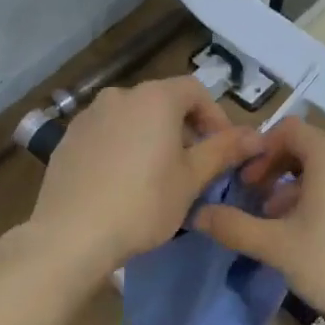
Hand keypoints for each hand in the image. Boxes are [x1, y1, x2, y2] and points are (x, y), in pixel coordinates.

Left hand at [30, 76, 265, 276]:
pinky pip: (105, 136)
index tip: (221, 151)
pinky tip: (121, 184)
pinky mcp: (67, 140)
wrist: (72, 234)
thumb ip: (224, 151)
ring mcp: (87, 116)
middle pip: (162, 103)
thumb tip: (257, 135)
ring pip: (132, 119)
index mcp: (154, 98)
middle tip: (192, 169)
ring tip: (156, 178)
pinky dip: (121, 149)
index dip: (215, 117)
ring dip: (151, 139)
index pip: (195, 90)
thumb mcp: (192, 179)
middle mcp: (119, 96)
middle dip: (183, 130)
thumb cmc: (143, 203)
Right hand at [191, 117, 324, 324]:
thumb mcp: (277, 246)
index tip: (242, 179)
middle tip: (253, 198)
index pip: (289, 129)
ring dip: (294, 187)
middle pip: (306, 148)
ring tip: (275, 221)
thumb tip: (197, 215)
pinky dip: (318, 199)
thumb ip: (235, 227)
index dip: (260, 148)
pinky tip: (308, 236)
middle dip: (274, 168)